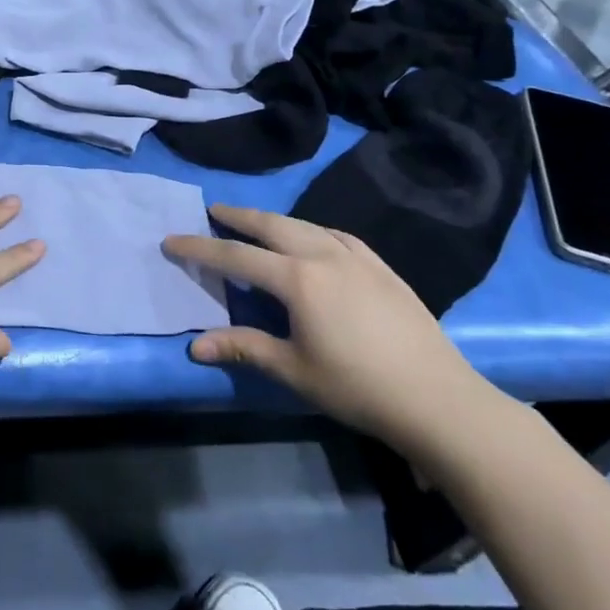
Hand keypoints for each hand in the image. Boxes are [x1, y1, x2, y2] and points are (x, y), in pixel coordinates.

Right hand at [163, 206, 498, 454]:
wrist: (437, 398)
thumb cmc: (357, 387)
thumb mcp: (293, 370)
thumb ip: (244, 348)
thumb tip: (195, 346)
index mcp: (297, 279)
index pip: (236, 256)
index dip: (200, 247)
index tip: (172, 240)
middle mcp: (324, 256)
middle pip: (272, 226)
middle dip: (238, 216)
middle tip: (214, 210)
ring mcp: (358, 258)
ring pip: (306, 225)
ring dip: (275, 220)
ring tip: (257, 222)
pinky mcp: (383, 268)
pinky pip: (339, 235)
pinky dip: (314, 230)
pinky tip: (315, 237)